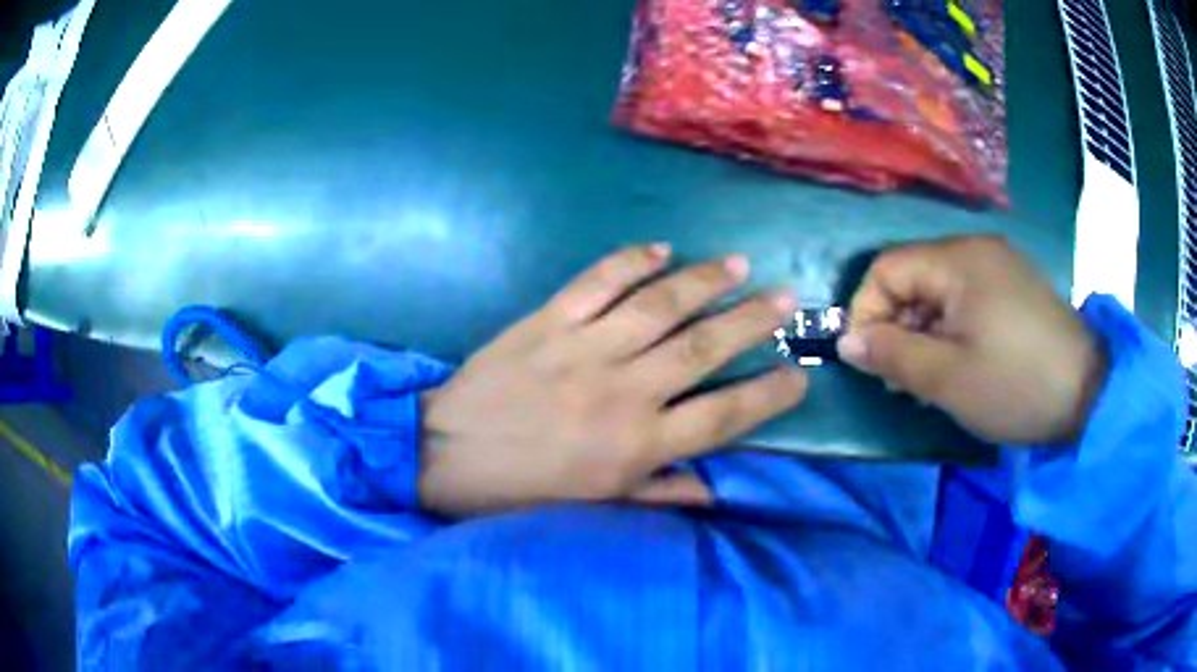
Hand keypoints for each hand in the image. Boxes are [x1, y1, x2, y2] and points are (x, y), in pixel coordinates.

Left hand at [419, 245, 807, 515]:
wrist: (442, 454)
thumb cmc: (520, 489)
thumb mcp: (593, 507)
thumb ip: (658, 493)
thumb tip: (715, 492)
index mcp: (637, 446)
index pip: (724, 416)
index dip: (768, 395)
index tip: (798, 375)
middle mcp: (623, 392)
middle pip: (704, 348)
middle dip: (752, 320)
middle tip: (786, 297)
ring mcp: (584, 349)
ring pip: (659, 305)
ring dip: (704, 281)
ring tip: (738, 264)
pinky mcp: (547, 322)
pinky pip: (596, 282)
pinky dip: (629, 261)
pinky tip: (659, 249)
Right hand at [836, 236, 1106, 445]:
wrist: (1088, 392)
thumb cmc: (1015, 384)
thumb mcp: (947, 379)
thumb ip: (892, 356)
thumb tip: (848, 342)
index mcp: (958, 260)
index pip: (887, 268)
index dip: (865, 311)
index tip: (867, 360)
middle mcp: (976, 249)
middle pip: (913, 276)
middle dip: (896, 325)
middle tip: (901, 378)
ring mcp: (1000, 265)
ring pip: (940, 289)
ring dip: (924, 329)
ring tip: (931, 376)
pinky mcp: (1015, 286)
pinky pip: (967, 297)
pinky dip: (952, 327)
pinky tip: (961, 360)